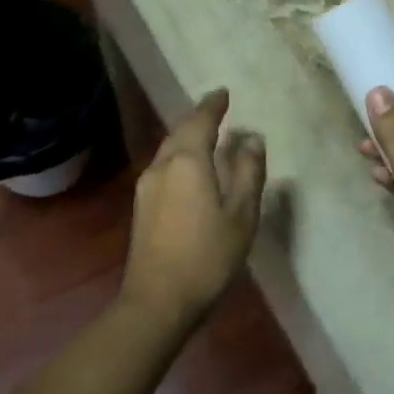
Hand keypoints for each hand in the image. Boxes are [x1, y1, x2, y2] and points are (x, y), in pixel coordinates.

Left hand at [121, 89, 265, 323]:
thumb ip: (249, 172)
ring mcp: (147, 186)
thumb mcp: (241, 215)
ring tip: (206, 135)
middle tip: (217, 110)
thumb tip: (252, 139)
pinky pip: (163, 165)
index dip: (213, 105)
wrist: (158, 300)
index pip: (200, 121)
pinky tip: (190, 167)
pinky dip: (180, 155)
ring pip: (168, 149)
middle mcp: (162, 165)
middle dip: (198, 118)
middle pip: (179, 131)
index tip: (223, 93)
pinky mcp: (142, 206)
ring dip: (187, 136)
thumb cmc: (208, 256)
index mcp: (188, 161)